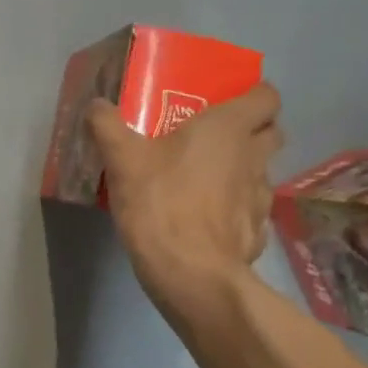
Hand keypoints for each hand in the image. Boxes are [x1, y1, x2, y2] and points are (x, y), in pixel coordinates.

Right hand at [87, 84, 284, 330]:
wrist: (190, 273)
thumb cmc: (161, 202)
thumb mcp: (122, 159)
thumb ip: (107, 125)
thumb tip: (96, 104)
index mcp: (229, 128)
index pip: (267, 96)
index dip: (252, 94)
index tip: (227, 101)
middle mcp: (254, 157)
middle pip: (271, 132)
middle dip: (251, 130)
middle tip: (214, 137)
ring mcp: (261, 197)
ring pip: (262, 171)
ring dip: (242, 170)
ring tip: (207, 179)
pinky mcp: (257, 231)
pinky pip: (251, 209)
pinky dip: (236, 208)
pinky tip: (208, 218)